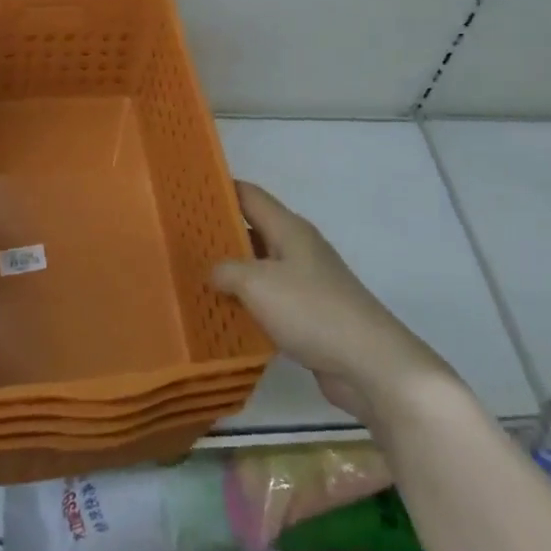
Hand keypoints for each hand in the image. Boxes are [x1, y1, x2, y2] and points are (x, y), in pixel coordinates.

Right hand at [211, 181, 457, 426]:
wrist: (369, 362)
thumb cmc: (311, 310)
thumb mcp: (258, 284)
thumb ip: (227, 271)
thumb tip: (214, 272)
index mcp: (289, 229)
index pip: (249, 195)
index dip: (220, 189)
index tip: (188, 190)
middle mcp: (298, 248)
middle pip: (253, 230)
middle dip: (220, 233)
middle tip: (181, 238)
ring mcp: (306, 281)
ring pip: (260, 267)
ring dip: (232, 272)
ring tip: (193, 276)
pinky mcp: (310, 314)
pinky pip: (270, 299)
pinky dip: (248, 303)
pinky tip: (224, 315)